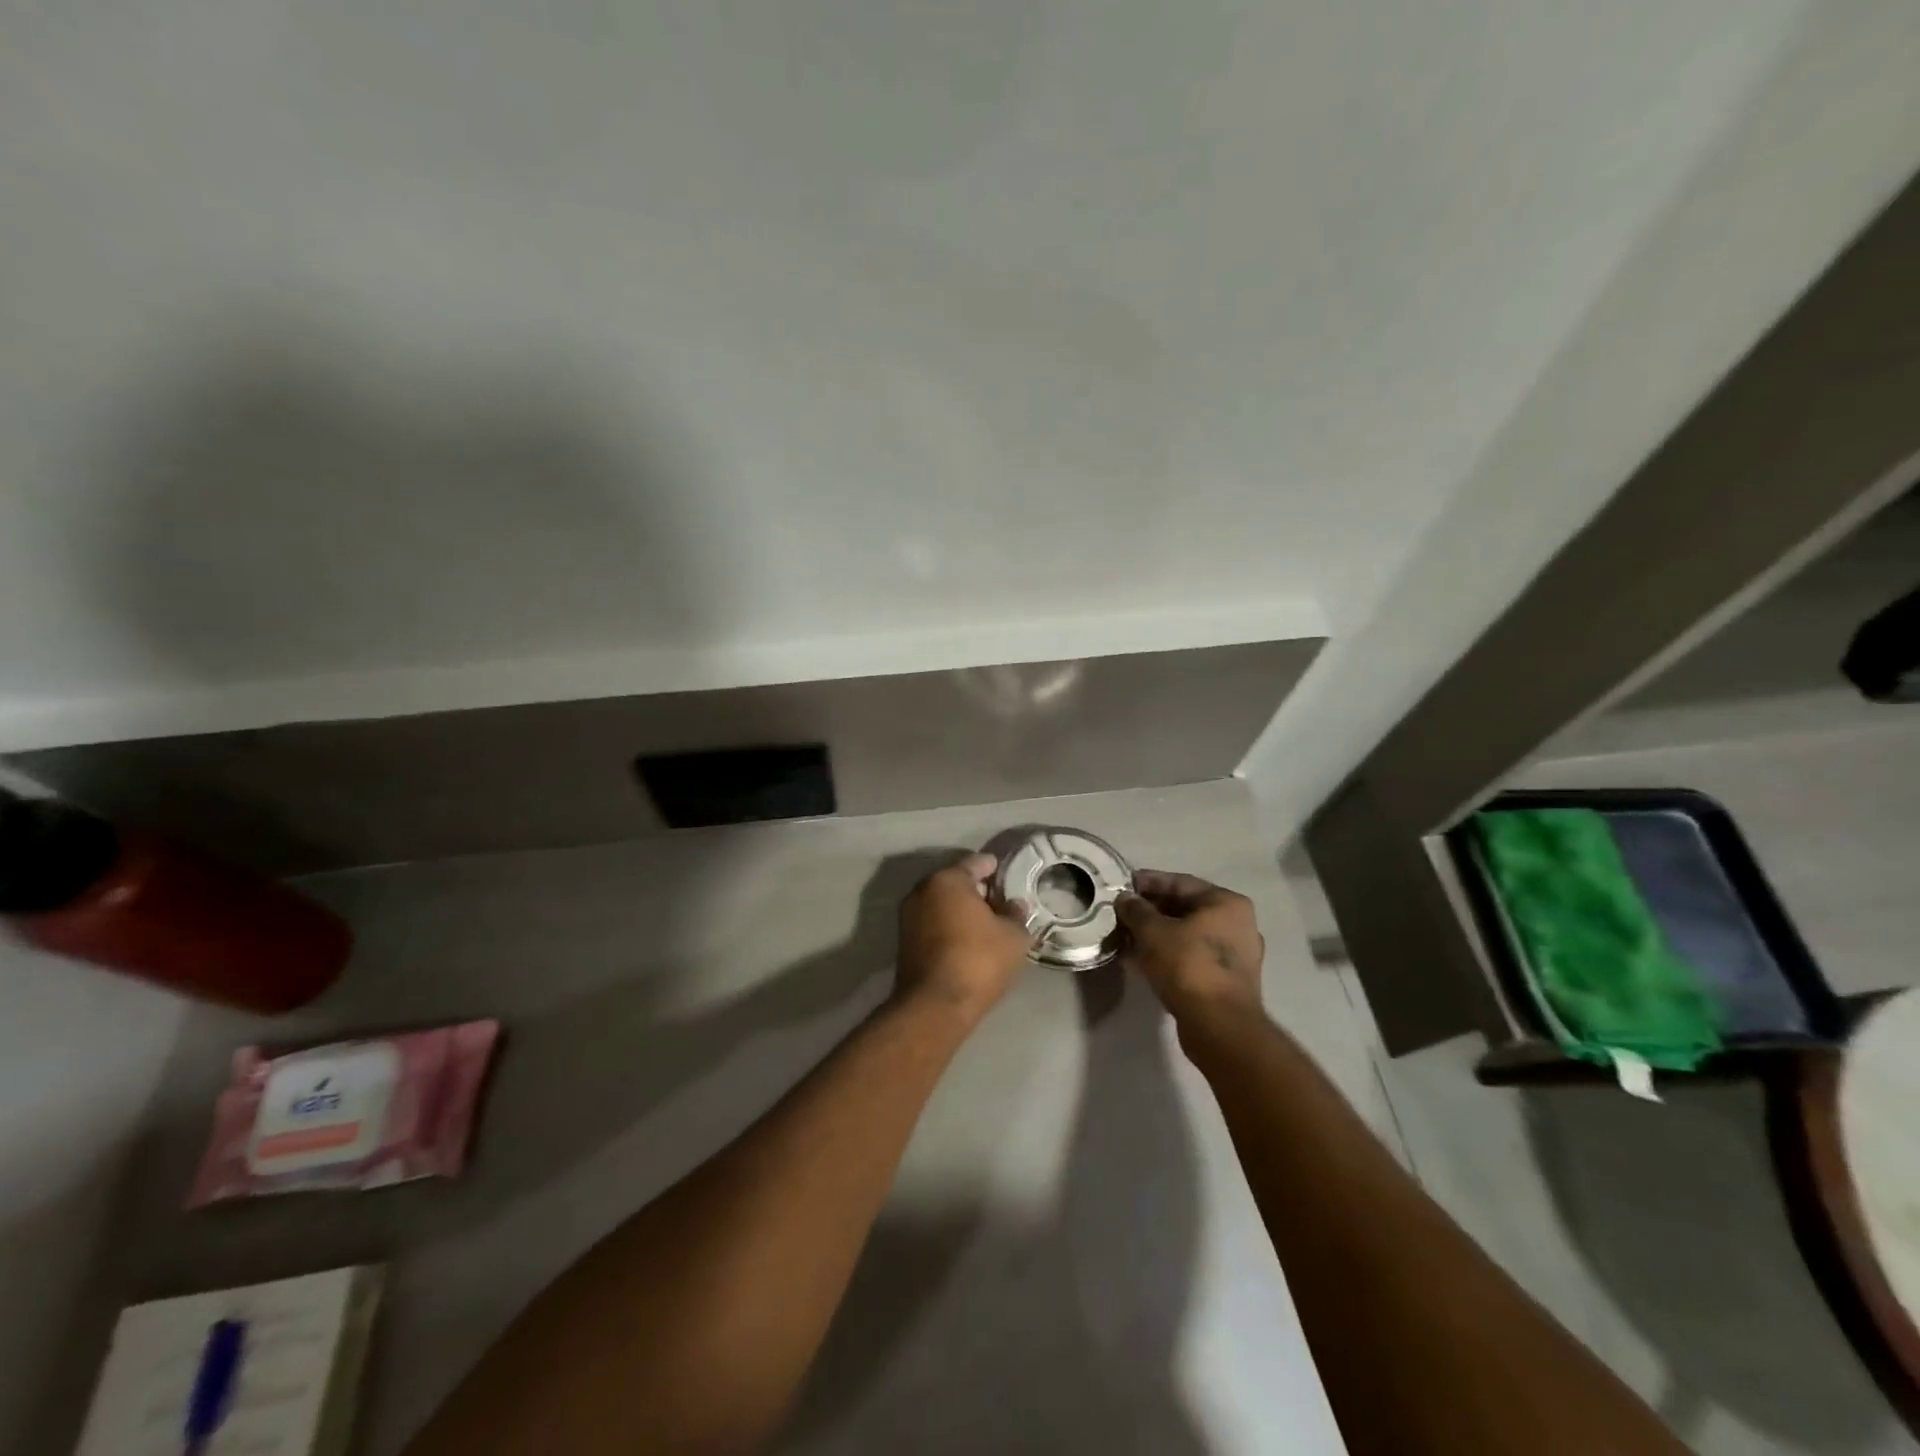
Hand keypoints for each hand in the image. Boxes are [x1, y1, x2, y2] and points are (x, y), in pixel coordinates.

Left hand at [894, 853, 1035, 1025]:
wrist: (934, 1006)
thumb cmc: (978, 960)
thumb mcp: (1013, 937)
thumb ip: (1016, 915)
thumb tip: (1015, 905)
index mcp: (947, 880)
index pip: (975, 863)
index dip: (994, 868)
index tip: (1007, 874)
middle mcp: (922, 890)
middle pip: (955, 882)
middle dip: (977, 890)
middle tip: (1001, 901)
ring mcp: (908, 916)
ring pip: (942, 903)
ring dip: (961, 910)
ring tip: (987, 923)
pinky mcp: (904, 941)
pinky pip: (933, 923)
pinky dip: (949, 925)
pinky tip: (968, 940)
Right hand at [1117, 870, 1265, 1024]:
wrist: (1219, 1026)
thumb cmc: (1188, 966)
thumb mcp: (1153, 932)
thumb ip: (1136, 910)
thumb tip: (1124, 899)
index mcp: (1226, 903)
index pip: (1180, 882)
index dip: (1147, 882)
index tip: (1121, 886)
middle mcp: (1238, 924)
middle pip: (1185, 908)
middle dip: (1151, 910)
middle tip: (1121, 913)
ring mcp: (1236, 954)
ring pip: (1188, 934)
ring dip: (1158, 934)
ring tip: (1127, 936)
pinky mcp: (1228, 980)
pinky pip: (1193, 956)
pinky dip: (1169, 953)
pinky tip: (1142, 959)